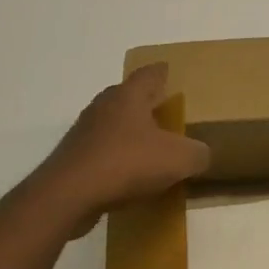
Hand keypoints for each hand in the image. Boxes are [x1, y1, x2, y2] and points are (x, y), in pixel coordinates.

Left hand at [6, 64, 211, 239]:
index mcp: (129, 96)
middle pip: (129, 97)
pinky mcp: (72, 158)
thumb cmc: (126, 163)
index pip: (150, 73)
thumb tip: (201, 155)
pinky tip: (129, 178)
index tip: (173, 75)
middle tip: (167, 114)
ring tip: (150, 149)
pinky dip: (116, 159)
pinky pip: (101, 152)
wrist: (67, 196)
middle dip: (147, 103)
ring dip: (130, 133)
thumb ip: (198, 154)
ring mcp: (84, 132)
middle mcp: (104, 106)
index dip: (164, 73)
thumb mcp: (178, 159)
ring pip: (113, 125)